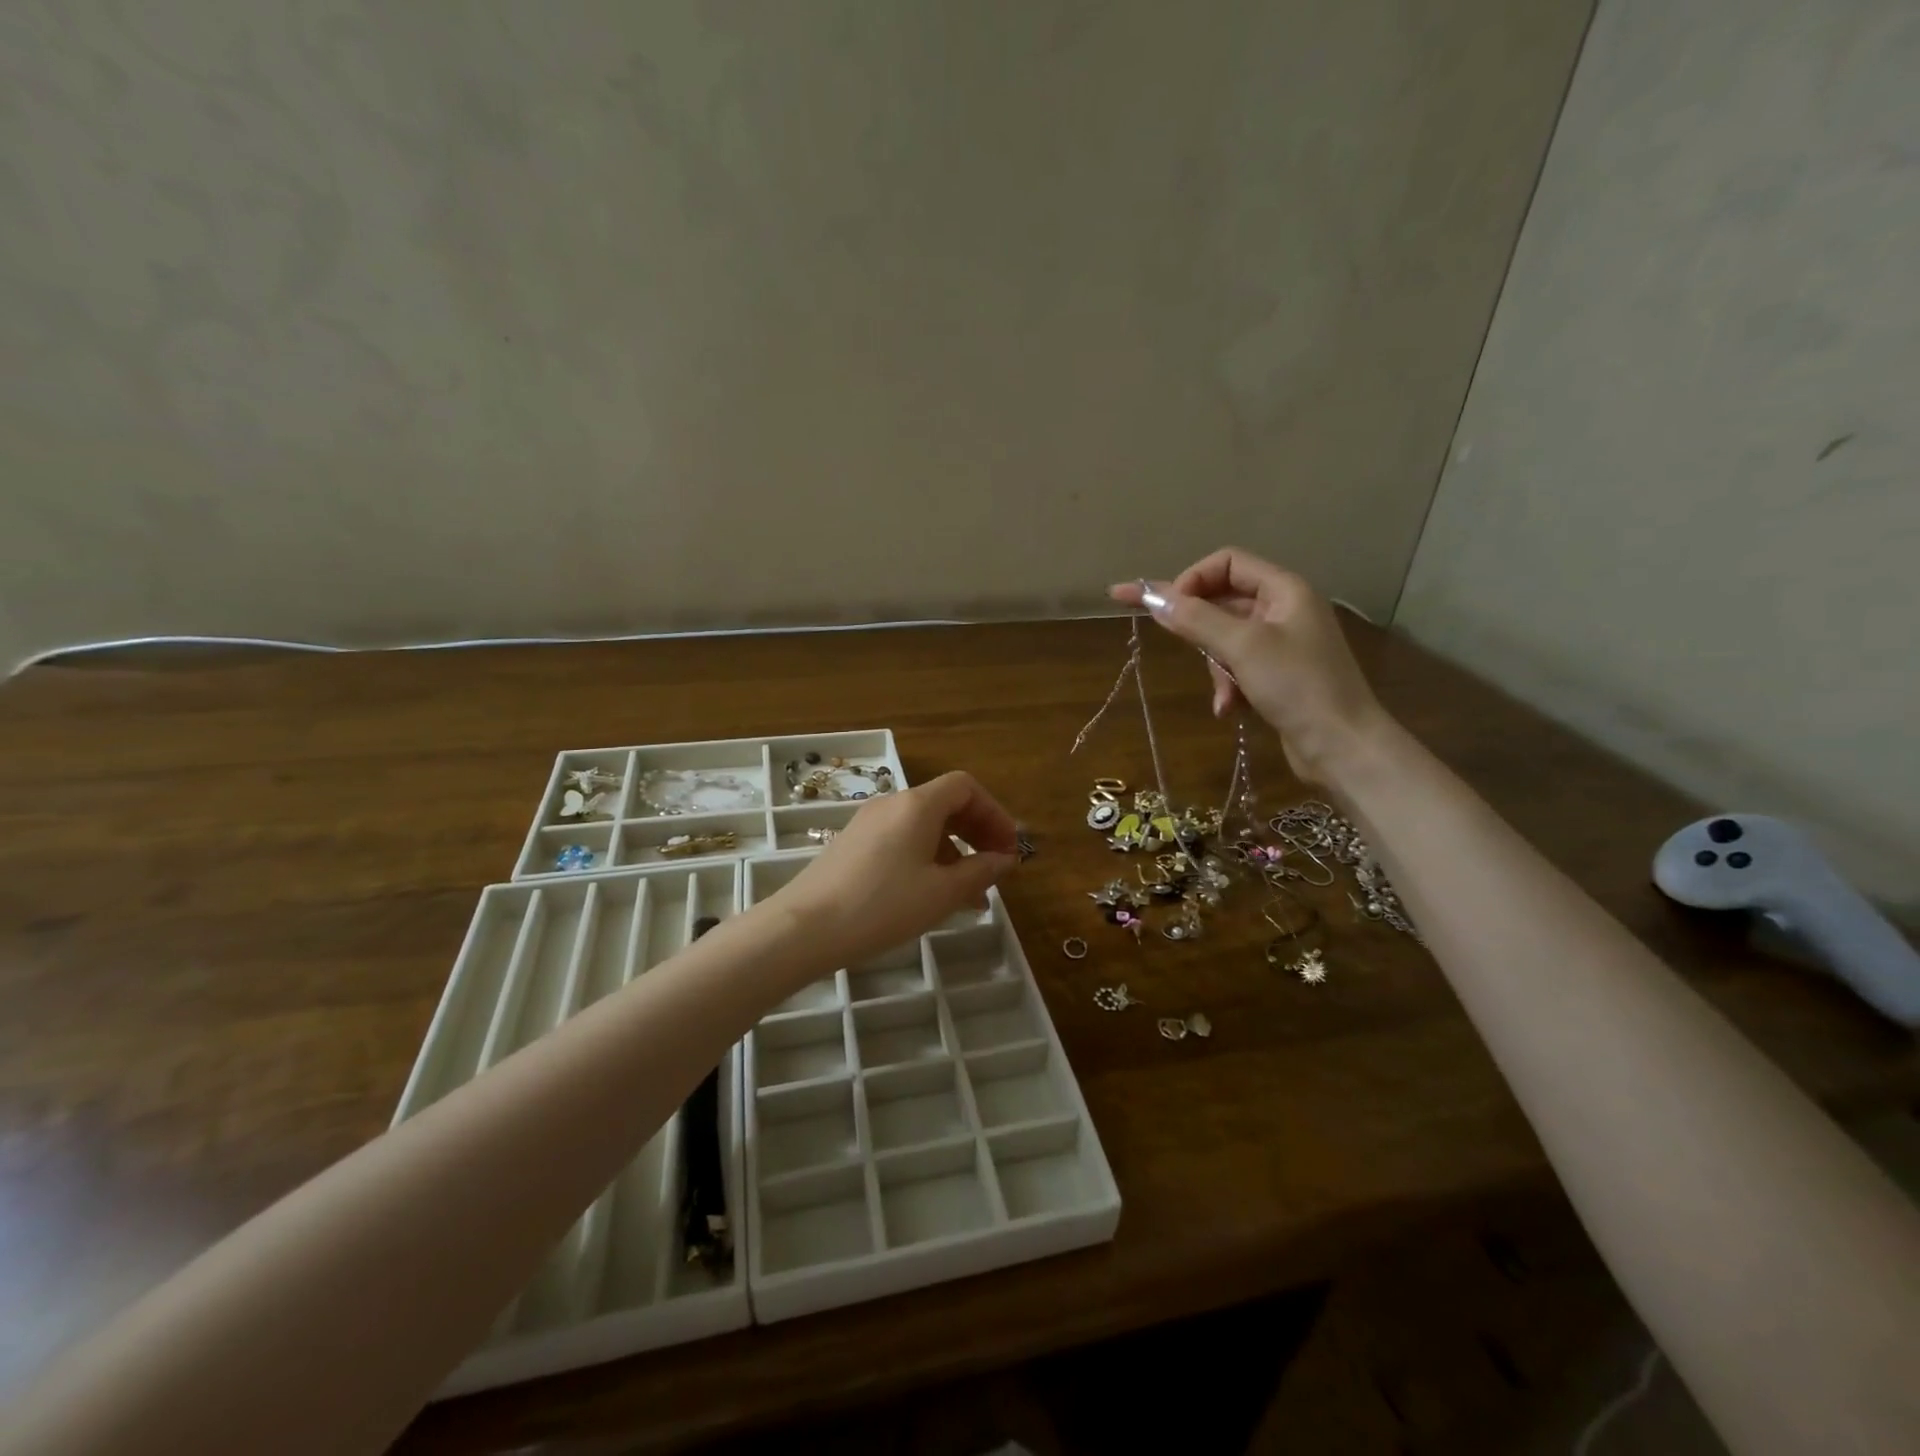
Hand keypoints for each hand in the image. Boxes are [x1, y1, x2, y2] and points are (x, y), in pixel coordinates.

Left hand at [770, 772, 1020, 968]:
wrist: (804, 928)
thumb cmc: (882, 906)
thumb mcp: (941, 893)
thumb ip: (980, 872)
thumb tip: (1005, 859)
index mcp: (917, 804)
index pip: (966, 787)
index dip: (994, 813)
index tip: (1009, 849)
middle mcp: (892, 804)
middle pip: (946, 803)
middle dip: (977, 832)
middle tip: (996, 868)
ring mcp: (868, 823)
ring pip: (924, 826)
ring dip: (954, 852)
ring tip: (970, 895)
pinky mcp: (853, 844)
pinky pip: (902, 840)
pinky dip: (926, 859)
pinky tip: (932, 895)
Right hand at [1110, 547, 1390, 785]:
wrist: (1343, 746)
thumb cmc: (1298, 685)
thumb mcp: (1242, 647)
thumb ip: (1196, 619)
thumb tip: (1154, 599)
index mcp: (1284, 589)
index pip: (1227, 562)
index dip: (1193, 580)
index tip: (1167, 610)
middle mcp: (1284, 609)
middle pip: (1223, 601)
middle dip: (1201, 630)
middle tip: (1178, 646)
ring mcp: (1282, 644)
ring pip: (1226, 639)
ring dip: (1216, 667)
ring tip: (1224, 696)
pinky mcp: (1278, 675)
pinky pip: (1238, 667)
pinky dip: (1229, 685)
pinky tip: (1229, 709)